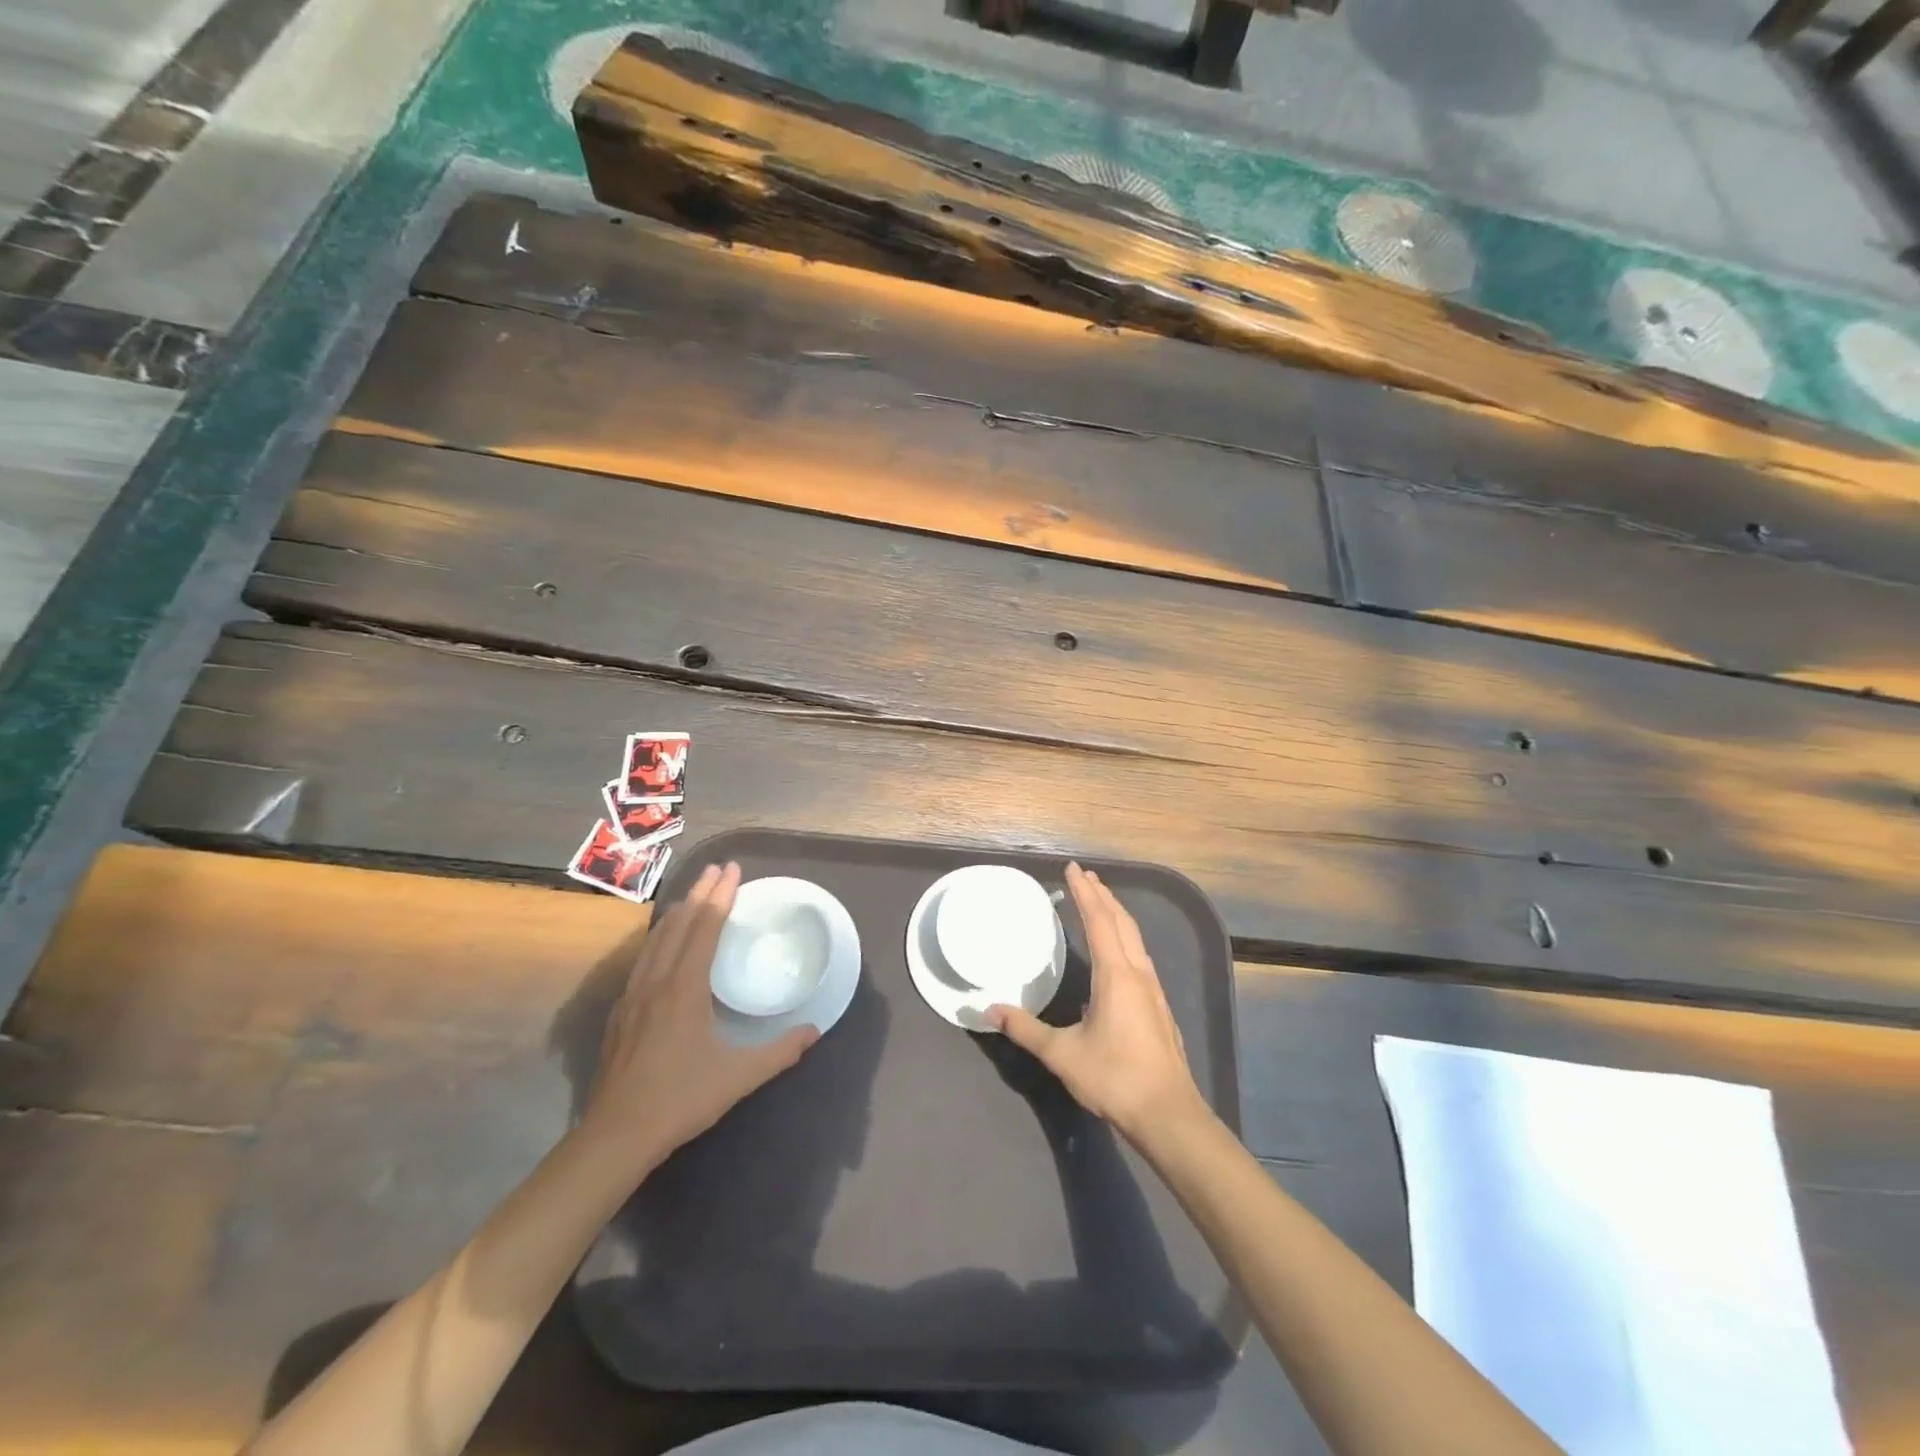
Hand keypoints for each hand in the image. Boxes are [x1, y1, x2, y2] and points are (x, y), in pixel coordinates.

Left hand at [581, 862, 816, 1175]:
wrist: (617, 1134)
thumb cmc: (681, 1099)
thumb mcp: (739, 1076)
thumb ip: (779, 1052)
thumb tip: (814, 1031)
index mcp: (685, 988)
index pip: (705, 927)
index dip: (721, 895)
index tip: (733, 869)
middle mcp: (657, 980)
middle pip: (679, 923)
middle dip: (700, 892)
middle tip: (717, 868)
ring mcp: (633, 994)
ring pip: (656, 938)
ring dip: (678, 911)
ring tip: (693, 895)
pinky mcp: (621, 1011)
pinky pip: (644, 957)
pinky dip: (660, 936)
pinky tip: (664, 943)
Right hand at [987, 862, 1206, 1142]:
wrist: (1168, 1114)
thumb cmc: (1114, 1078)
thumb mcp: (1061, 1054)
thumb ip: (1025, 1029)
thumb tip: (990, 1011)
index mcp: (1116, 974)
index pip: (1098, 921)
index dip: (1084, 893)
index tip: (1073, 869)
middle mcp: (1137, 973)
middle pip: (1120, 922)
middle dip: (1102, 896)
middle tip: (1085, 875)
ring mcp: (1153, 989)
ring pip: (1134, 938)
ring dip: (1116, 915)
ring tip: (1101, 902)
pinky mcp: (1158, 1006)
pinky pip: (1139, 955)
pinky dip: (1124, 937)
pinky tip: (1116, 952)